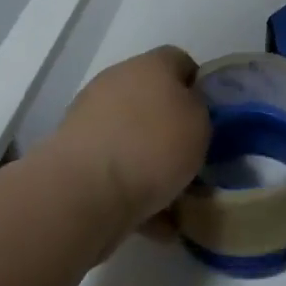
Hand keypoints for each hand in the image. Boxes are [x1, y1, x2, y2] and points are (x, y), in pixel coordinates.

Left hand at [47, 47, 208, 235]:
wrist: (83, 192)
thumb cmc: (152, 145)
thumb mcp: (200, 121)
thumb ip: (200, 109)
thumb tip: (187, 110)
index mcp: (150, 65)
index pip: (180, 61)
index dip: (199, 86)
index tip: (211, 116)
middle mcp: (117, 83)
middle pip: (153, 100)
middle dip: (172, 128)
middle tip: (194, 157)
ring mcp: (91, 120)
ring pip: (133, 138)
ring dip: (152, 163)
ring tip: (178, 199)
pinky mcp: (75, 158)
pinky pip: (115, 172)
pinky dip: (135, 193)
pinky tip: (157, 225)